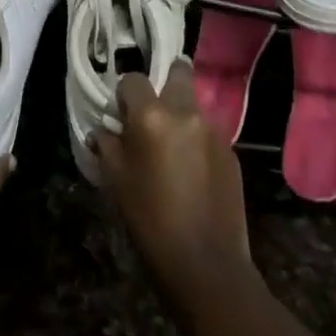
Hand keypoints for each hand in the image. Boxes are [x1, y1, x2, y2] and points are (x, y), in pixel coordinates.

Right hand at [92, 60, 250, 297]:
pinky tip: (193, 171)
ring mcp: (213, 130)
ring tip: (173, 147)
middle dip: (166, 81)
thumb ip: (107, 145)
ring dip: (183, 114)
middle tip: (154, 111)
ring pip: (195, 104)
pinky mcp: (232, 151)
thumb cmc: (150, 220)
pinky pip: (209, 132)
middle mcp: (185, 111)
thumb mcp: (116, 181)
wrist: (205, 264)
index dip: (125, 94)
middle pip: (178, 71)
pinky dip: (198, 140)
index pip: (134, 79)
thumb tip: (103, 130)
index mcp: (151, 115)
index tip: (122, 114)